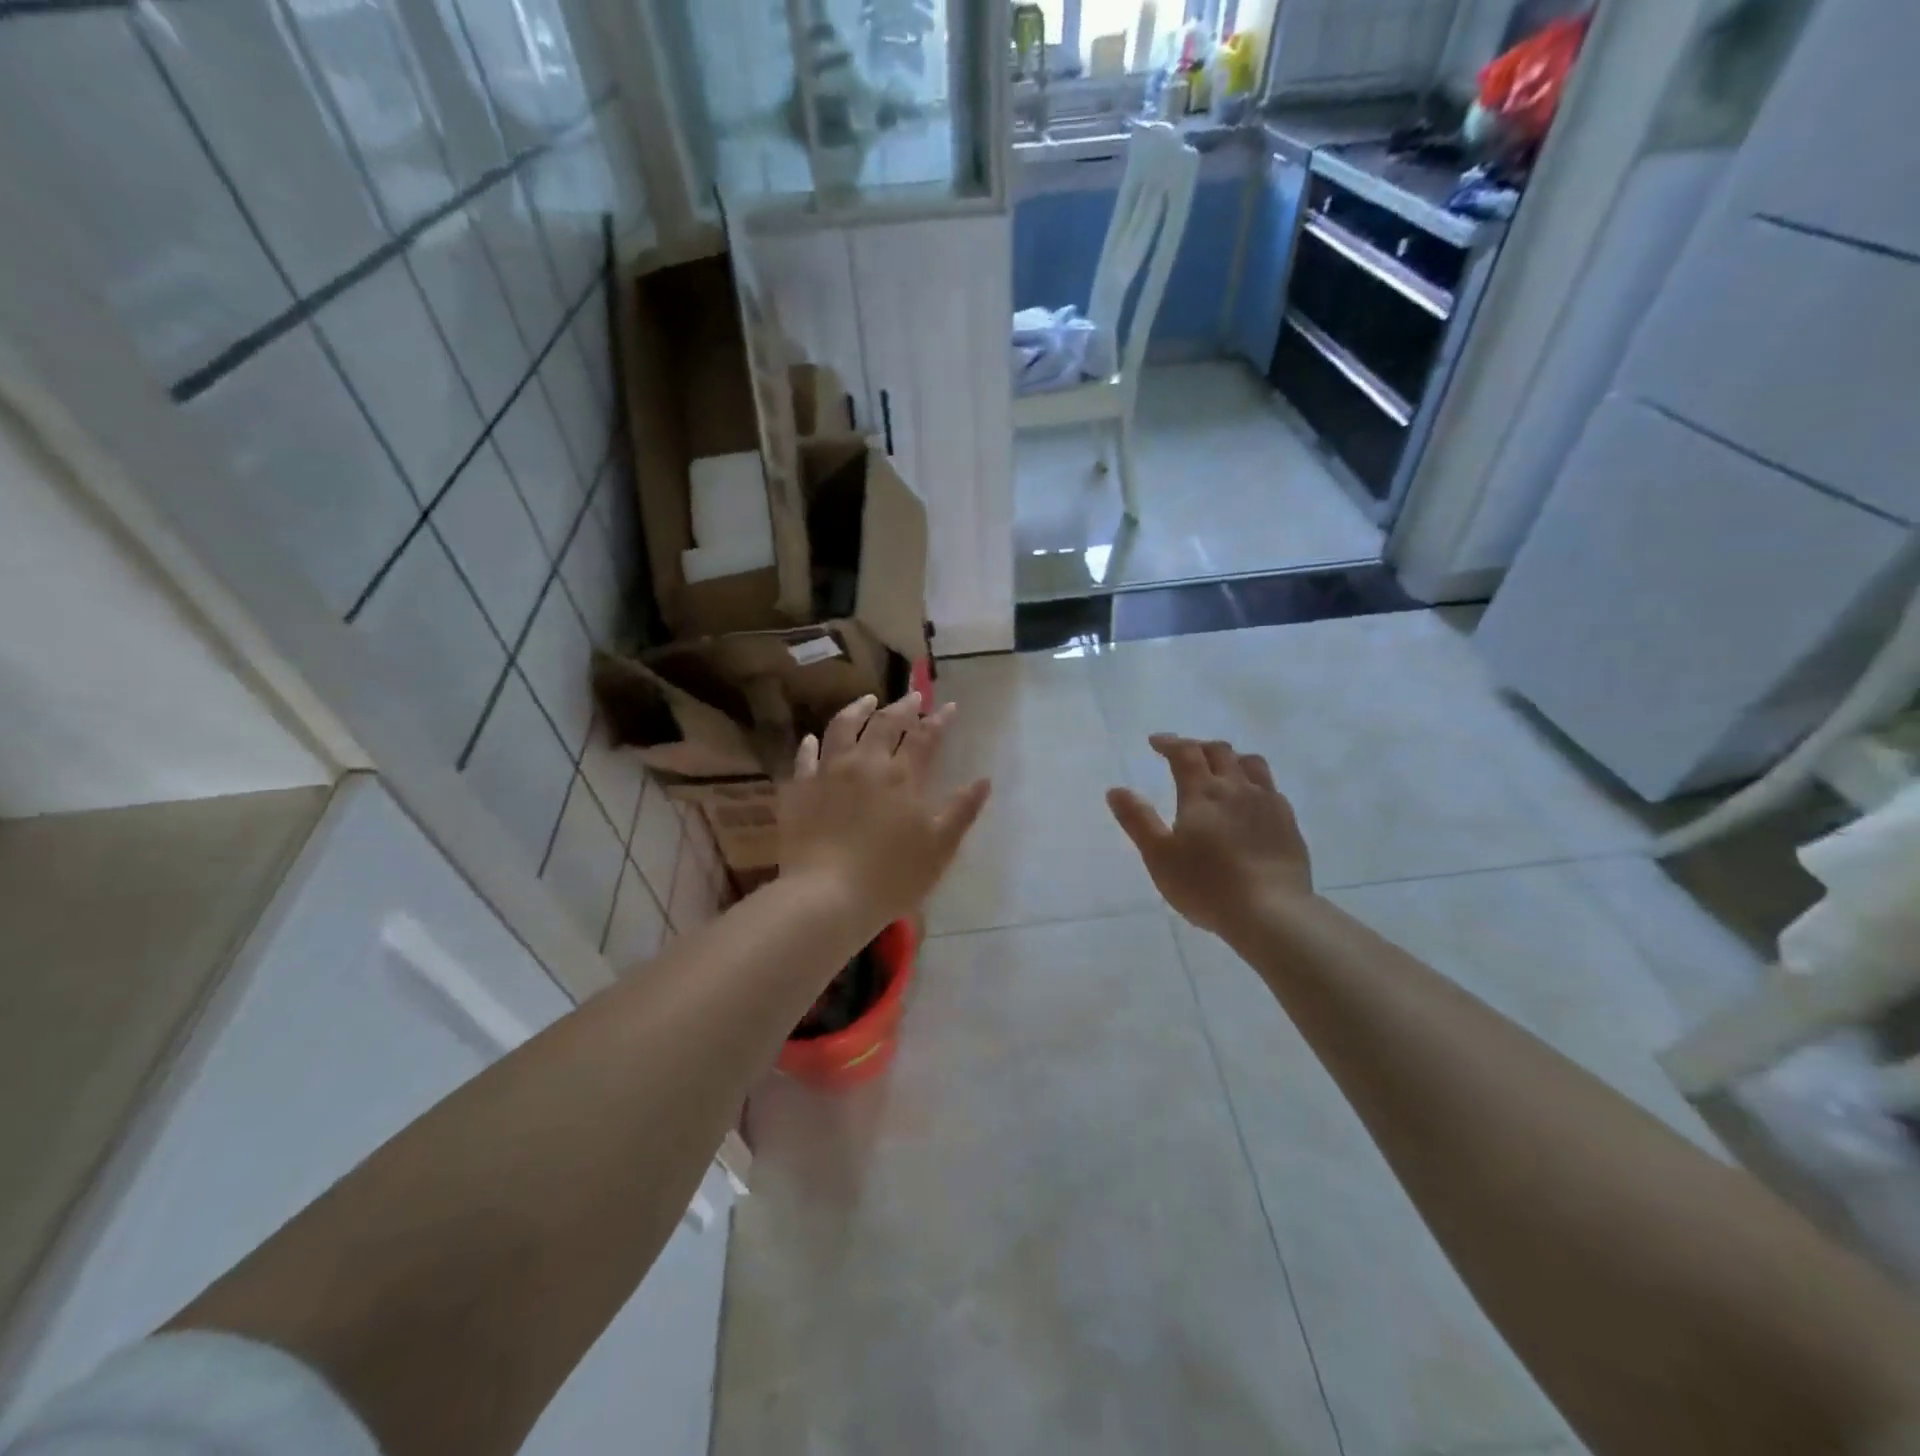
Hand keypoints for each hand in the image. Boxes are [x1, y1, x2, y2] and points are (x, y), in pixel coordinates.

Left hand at [779, 692, 991, 929]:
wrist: (827, 896)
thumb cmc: (892, 876)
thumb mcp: (940, 848)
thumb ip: (962, 810)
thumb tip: (984, 780)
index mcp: (902, 777)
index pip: (925, 737)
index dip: (940, 719)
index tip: (950, 706)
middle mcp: (865, 764)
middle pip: (885, 724)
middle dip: (902, 707)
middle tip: (913, 696)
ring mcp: (828, 773)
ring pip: (843, 727)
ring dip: (858, 709)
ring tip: (867, 700)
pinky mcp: (800, 789)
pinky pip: (805, 757)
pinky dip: (811, 744)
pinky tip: (813, 738)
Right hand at [1107, 734, 1313, 936]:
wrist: (1272, 912)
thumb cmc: (1206, 885)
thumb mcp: (1159, 856)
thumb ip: (1137, 820)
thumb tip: (1115, 790)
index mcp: (1203, 792)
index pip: (1185, 753)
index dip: (1169, 743)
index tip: (1155, 742)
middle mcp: (1237, 788)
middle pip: (1219, 752)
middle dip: (1198, 746)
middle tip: (1183, 754)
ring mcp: (1268, 803)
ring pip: (1251, 764)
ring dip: (1231, 758)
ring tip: (1221, 768)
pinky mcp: (1288, 823)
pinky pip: (1271, 789)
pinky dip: (1254, 783)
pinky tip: (1251, 801)